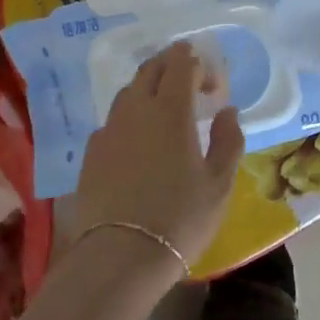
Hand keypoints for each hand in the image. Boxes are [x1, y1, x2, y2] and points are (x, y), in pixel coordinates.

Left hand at [74, 42, 244, 278]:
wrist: (120, 255)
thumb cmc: (180, 218)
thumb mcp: (219, 184)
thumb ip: (228, 140)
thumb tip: (227, 111)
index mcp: (170, 110)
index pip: (180, 64)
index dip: (196, 63)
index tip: (211, 82)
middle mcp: (136, 109)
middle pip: (150, 70)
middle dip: (170, 64)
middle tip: (188, 77)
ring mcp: (109, 129)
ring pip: (128, 91)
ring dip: (148, 87)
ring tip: (164, 106)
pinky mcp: (91, 152)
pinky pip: (113, 119)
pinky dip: (130, 116)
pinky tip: (137, 138)